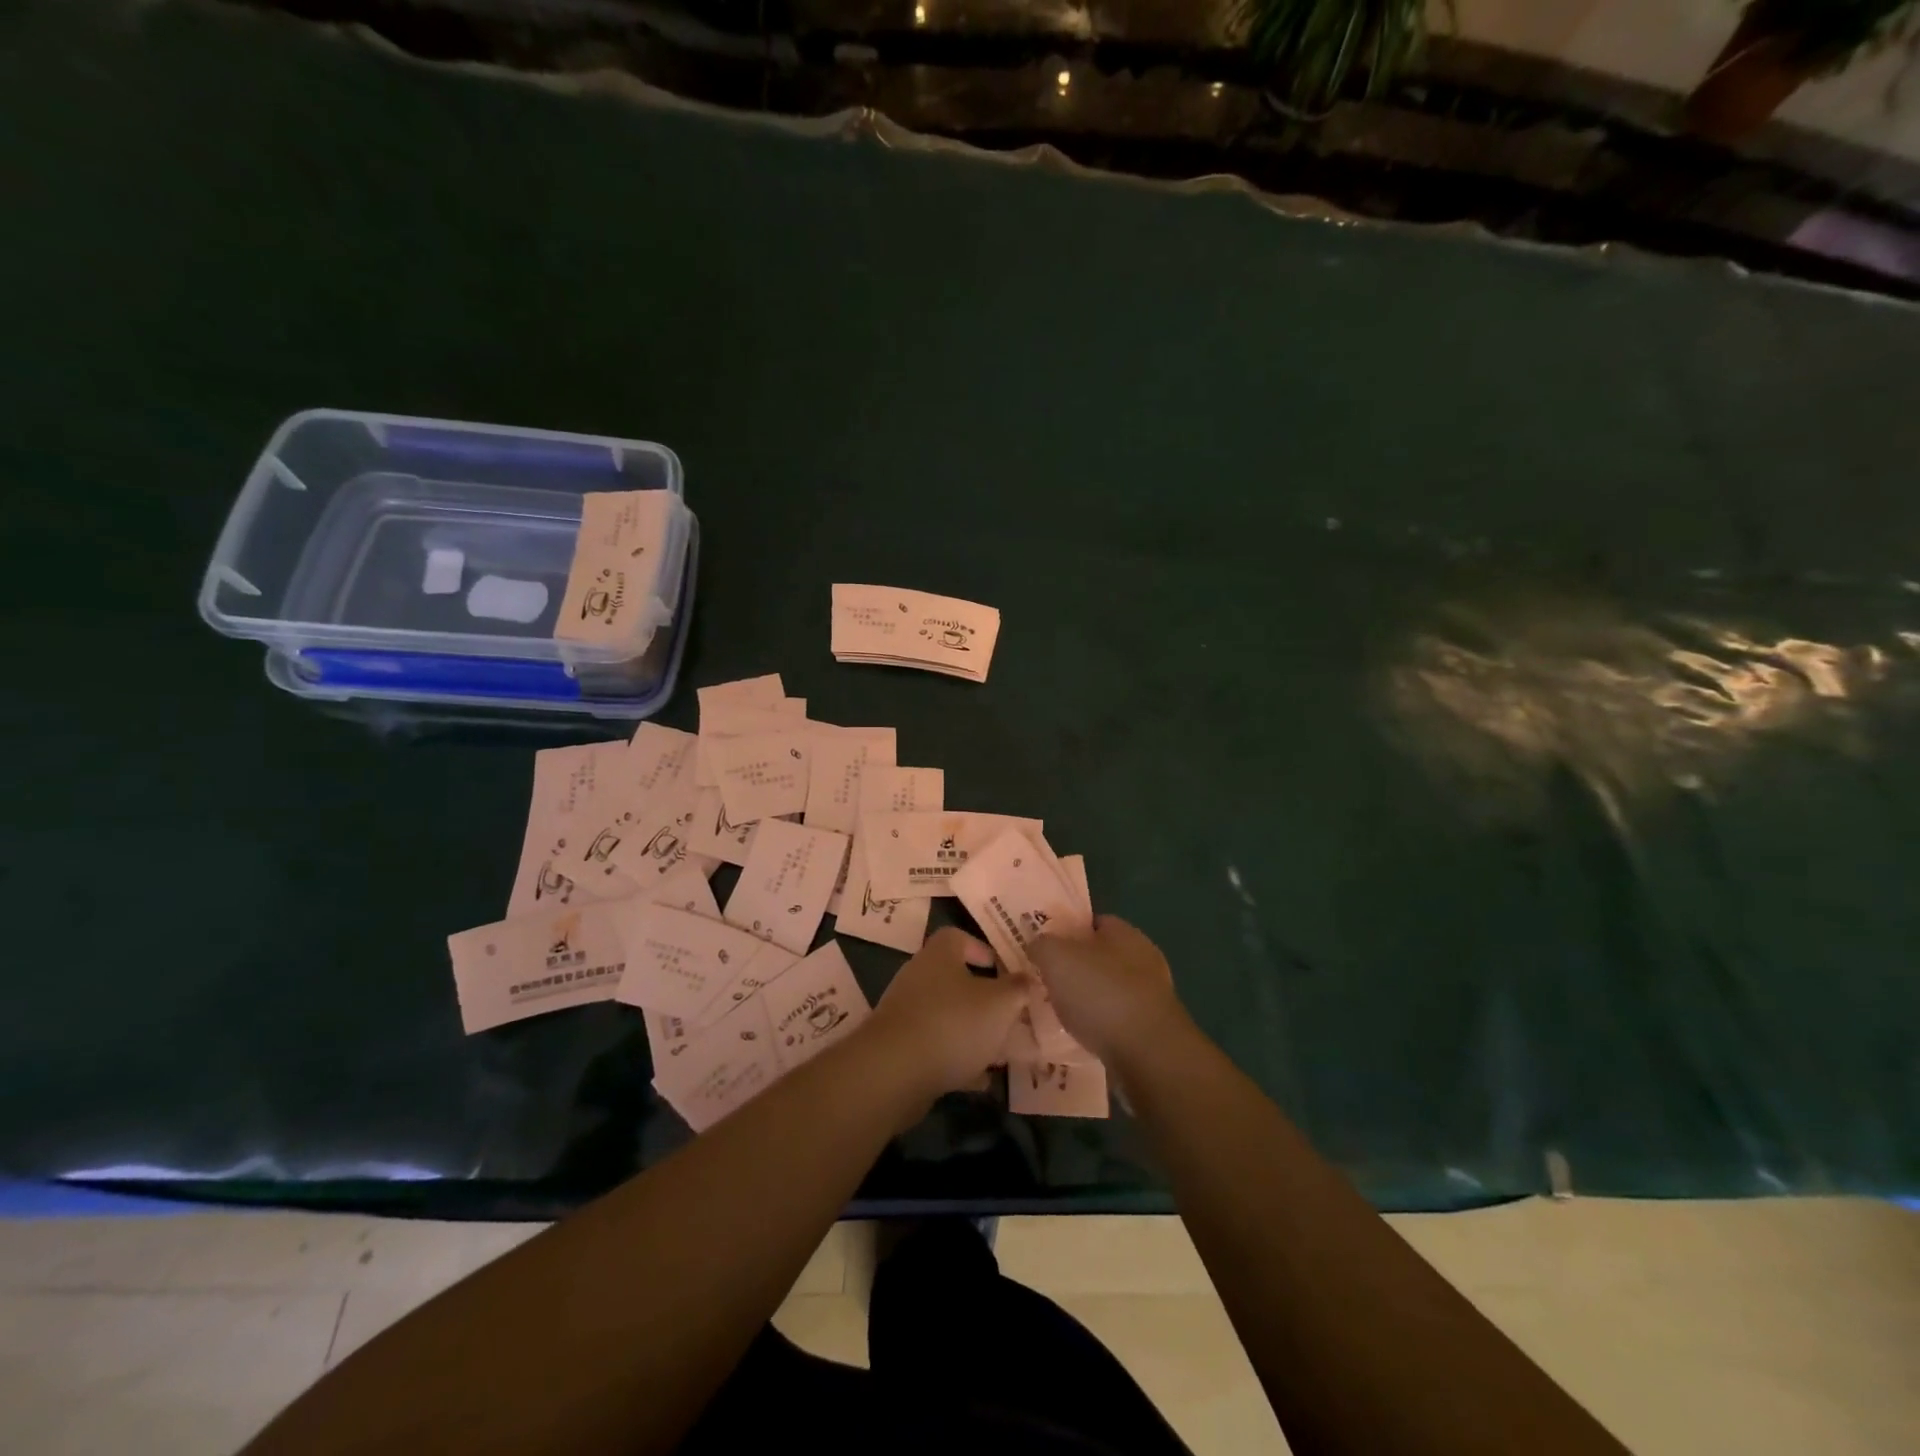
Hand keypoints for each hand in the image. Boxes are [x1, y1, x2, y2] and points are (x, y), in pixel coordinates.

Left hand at [868, 927, 1027, 1100]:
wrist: (895, 1071)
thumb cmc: (954, 1022)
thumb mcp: (1001, 1003)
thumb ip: (1018, 988)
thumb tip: (1028, 978)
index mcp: (940, 954)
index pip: (959, 937)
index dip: (984, 950)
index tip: (1005, 971)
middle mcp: (918, 975)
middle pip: (954, 979)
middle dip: (984, 998)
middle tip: (1010, 1015)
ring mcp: (906, 1011)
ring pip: (947, 1015)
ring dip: (972, 1031)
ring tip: (1001, 1052)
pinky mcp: (899, 1046)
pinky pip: (935, 1046)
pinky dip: (957, 1059)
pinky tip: (979, 1080)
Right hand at [1028, 916, 1184, 1065]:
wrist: (1148, 1054)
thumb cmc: (1101, 993)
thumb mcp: (1056, 958)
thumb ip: (1042, 945)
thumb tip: (1038, 946)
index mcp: (1125, 932)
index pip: (1092, 922)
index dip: (1066, 931)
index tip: (1043, 948)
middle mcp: (1144, 959)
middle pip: (1100, 957)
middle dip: (1074, 969)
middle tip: (1046, 981)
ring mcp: (1152, 996)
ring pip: (1108, 990)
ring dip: (1087, 1000)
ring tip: (1059, 1014)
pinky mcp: (1153, 1030)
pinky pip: (1118, 1020)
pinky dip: (1100, 1026)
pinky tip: (1081, 1037)